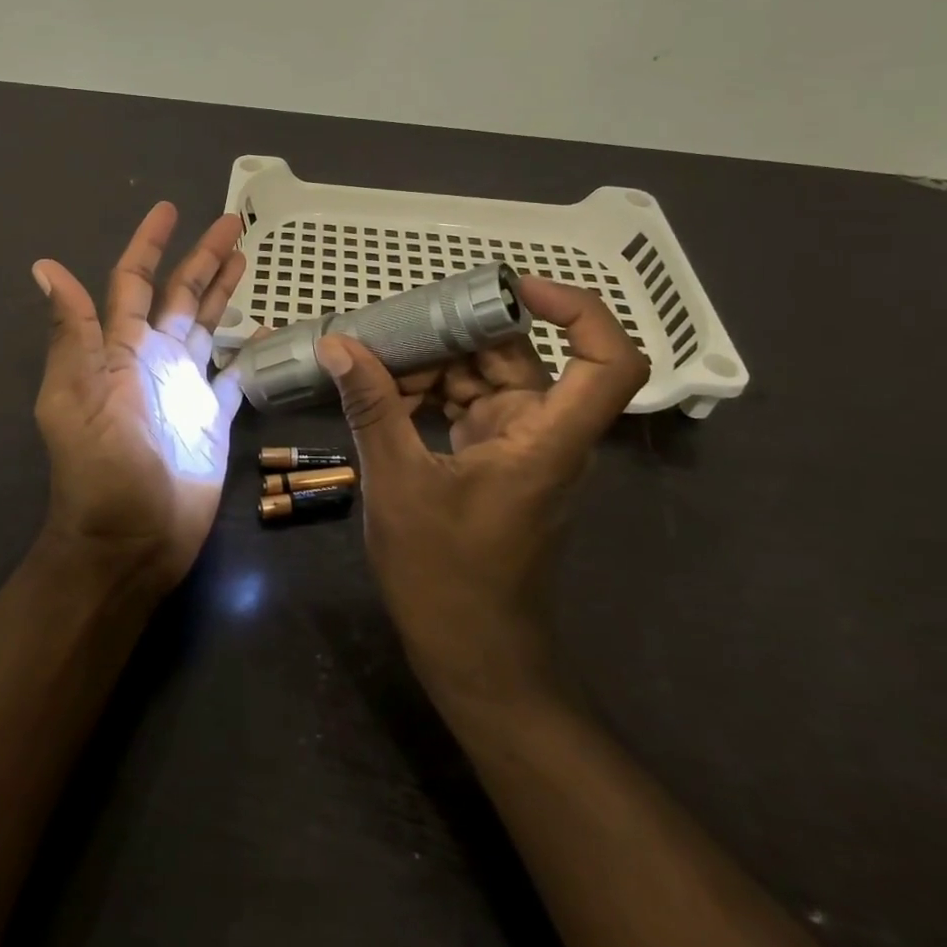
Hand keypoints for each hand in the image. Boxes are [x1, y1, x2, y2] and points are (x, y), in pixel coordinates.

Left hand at [31, 203, 247, 596]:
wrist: (130, 540)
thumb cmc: (102, 470)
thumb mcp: (78, 396)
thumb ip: (74, 332)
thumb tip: (45, 266)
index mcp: (121, 349)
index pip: (134, 282)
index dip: (149, 244)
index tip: (168, 209)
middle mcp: (154, 359)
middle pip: (180, 295)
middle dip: (203, 258)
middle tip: (232, 223)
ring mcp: (185, 388)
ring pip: (207, 326)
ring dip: (222, 292)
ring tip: (245, 258)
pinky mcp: (212, 418)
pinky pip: (234, 375)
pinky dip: (247, 352)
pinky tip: (264, 331)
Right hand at [316, 279, 648, 710]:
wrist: (473, 658)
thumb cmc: (446, 579)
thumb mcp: (397, 484)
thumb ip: (371, 407)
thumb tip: (339, 344)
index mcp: (546, 438)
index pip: (607, 360)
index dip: (577, 311)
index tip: (513, 288)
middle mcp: (544, 433)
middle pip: (518, 357)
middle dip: (455, 335)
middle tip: (391, 326)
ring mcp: (519, 446)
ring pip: (485, 378)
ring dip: (432, 365)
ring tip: (371, 360)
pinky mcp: (494, 460)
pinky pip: (467, 406)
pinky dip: (429, 394)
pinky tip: (381, 393)